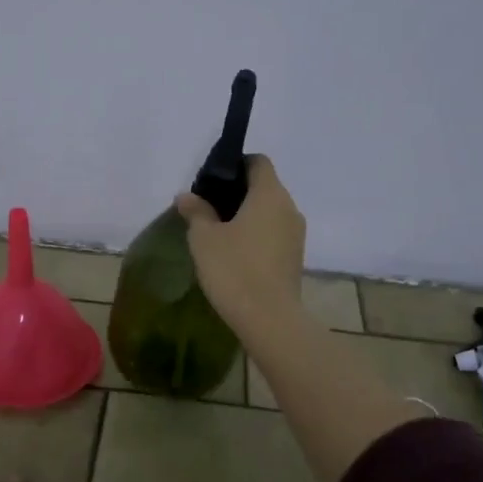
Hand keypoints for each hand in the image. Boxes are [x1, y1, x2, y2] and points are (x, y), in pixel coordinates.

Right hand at [174, 154, 306, 335]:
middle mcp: (289, 208)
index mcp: (269, 194)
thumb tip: (186, 196)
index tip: (212, 181)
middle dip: (238, 192)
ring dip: (248, 215)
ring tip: (219, 232)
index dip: (235, 165)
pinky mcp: (295, 257)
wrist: (269, 319)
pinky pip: (274, 233)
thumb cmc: (234, 269)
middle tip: (209, 207)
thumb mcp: (204, 238)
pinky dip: (257, 234)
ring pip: (270, 212)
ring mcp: (296, 234)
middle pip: (264, 186)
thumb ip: (196, 211)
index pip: (258, 162)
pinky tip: (235, 253)